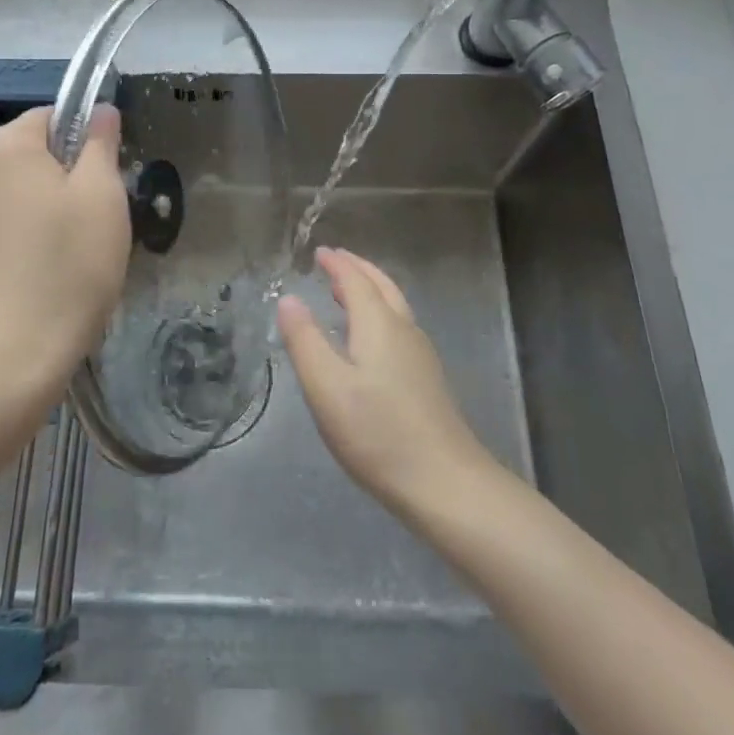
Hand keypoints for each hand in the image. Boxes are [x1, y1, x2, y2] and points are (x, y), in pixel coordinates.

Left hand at [0, 106, 129, 390]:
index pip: (53, 116)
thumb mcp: (102, 197)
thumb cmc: (66, 268)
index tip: (106, 183)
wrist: (3, 360)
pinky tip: (39, 279)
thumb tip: (100, 110)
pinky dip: (21, 242)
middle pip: (31, 156)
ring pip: (15, 196)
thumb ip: (101, 144)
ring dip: (44, 213)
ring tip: (70, 258)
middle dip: (65, 180)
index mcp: (6, 144)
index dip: (86, 142)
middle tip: (95, 224)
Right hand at [278, 246, 495, 517]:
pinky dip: (379, 312)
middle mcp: (403, 330)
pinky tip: (369, 337)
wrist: (445, 483)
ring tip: (346, 290)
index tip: (320, 251)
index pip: (356, 281)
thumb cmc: (378, 432)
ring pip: (394, 306)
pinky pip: (399, 326)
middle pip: (382, 286)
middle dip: (358, 269)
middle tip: (335, 259)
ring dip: (370, 289)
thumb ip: (305, 340)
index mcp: (379, 324)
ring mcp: (420, 355)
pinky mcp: (427, 379)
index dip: (337, 264)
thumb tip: (288, 298)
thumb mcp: (327, 387)